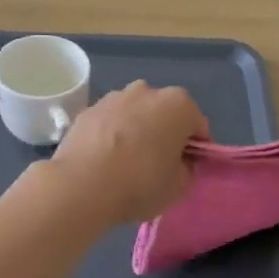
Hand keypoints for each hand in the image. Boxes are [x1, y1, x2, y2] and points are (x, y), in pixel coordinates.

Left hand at [51, 82, 208, 224]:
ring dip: (137, 131)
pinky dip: (112, 135)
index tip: (186, 168)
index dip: (195, 149)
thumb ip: (187, 169)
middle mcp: (147, 91)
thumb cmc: (140, 183)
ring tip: (127, 163)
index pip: (197, 126)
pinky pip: (110, 123)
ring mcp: (114, 97)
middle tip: (158, 165)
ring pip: (135, 115)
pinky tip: (105, 161)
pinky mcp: (87, 110)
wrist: (81, 186)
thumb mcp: (179, 186)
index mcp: (178, 104)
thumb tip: (179, 161)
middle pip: (165, 114)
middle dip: (165, 134)